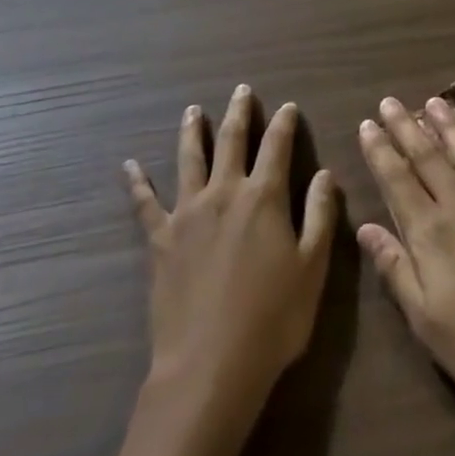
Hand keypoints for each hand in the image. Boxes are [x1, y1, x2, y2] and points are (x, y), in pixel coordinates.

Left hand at [124, 86, 337, 416]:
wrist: (210, 365)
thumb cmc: (273, 319)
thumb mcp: (312, 268)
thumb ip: (319, 215)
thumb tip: (324, 173)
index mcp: (263, 197)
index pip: (276, 146)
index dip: (283, 123)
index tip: (286, 106)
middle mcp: (224, 192)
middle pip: (231, 141)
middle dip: (238, 113)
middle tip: (241, 90)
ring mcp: (187, 213)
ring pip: (189, 159)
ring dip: (192, 131)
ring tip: (192, 110)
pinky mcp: (160, 239)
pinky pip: (145, 204)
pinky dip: (137, 183)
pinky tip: (129, 166)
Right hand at [357, 96, 454, 427]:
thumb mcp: (426, 320)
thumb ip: (395, 268)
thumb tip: (365, 227)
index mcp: (431, 233)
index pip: (397, 180)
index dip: (380, 150)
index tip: (367, 124)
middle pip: (429, 158)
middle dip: (407, 127)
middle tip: (391, 100)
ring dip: (451, 127)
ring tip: (437, 102)